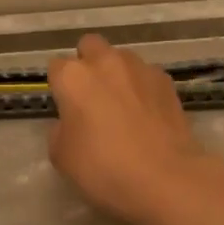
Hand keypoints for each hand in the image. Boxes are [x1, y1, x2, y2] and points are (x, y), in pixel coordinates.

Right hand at [47, 34, 216, 224]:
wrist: (165, 178)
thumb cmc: (104, 168)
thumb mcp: (62, 157)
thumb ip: (60, 131)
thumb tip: (71, 123)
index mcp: (73, 77)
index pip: (56, 67)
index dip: (60, 87)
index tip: (65, 109)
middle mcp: (105, 62)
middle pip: (90, 46)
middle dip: (88, 64)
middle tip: (92, 97)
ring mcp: (140, 68)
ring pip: (121, 58)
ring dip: (117, 74)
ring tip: (124, 106)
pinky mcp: (166, 81)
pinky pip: (147, 75)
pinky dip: (143, 88)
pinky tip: (148, 114)